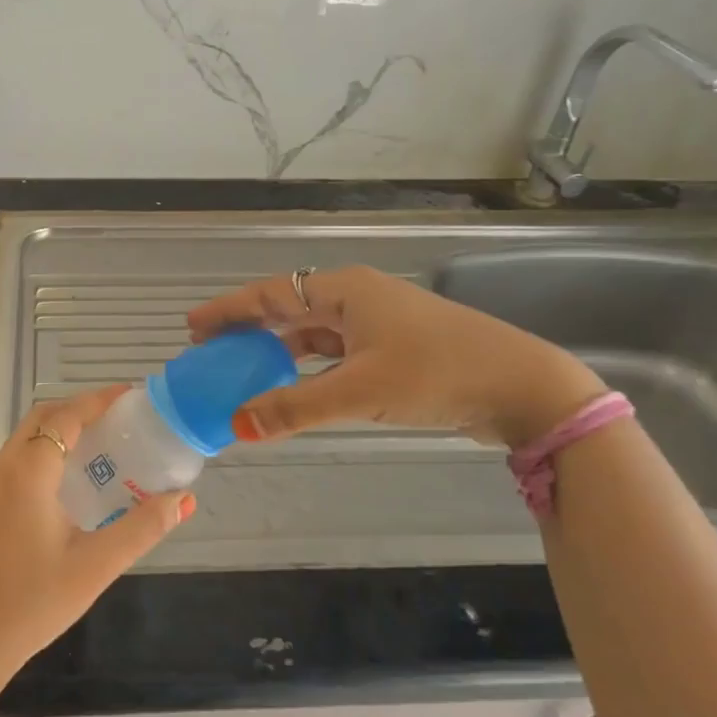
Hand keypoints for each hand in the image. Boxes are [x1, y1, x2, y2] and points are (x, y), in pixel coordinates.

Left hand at [0, 386, 192, 694]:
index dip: (100, 400)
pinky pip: (20, 458)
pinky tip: (74, 482)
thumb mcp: (95, 566)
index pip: (67, 415)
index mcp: (28, 471)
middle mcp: (3, 466)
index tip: (133, 396)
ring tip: (106, 446)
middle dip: (82, 410)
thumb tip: (184, 499)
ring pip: (29, 437)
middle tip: (123, 422)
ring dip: (64, 430)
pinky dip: (48, 451)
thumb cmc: (32, 603)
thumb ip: (142, 528)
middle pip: (45, 417)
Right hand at [187, 266, 603, 448]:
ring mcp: (378, 322)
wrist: (524, 387)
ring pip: (313, 331)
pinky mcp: (394, 347)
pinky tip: (293, 384)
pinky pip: (334, 350)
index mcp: (346, 291)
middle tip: (210, 348)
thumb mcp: (359, 391)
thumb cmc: (436, 373)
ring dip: (277, 348)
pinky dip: (307, 366)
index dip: (229, 311)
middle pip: (289, 307)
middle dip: (248, 327)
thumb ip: (294, 408)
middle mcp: (357, 297)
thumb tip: (236, 426)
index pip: (272, 294)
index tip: (193, 326)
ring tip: (242, 368)